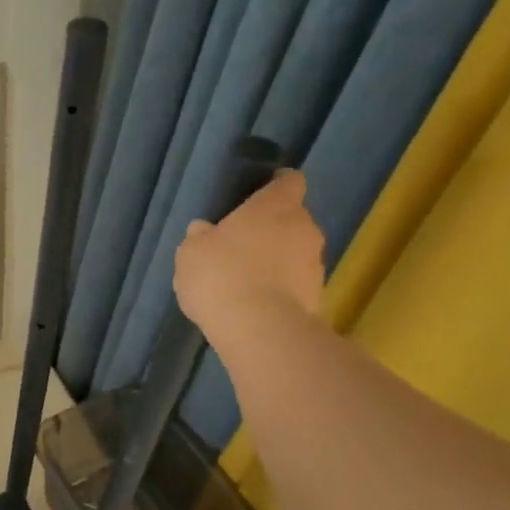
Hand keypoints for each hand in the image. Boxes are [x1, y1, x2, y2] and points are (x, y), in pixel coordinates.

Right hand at [174, 169, 324, 351]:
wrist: (258, 328)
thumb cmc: (220, 275)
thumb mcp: (191, 252)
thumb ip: (200, 236)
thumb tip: (204, 230)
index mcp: (274, 206)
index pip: (289, 181)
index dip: (276, 185)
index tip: (259, 195)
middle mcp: (304, 227)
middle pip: (293, 218)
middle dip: (272, 229)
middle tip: (243, 245)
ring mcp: (315, 263)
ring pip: (296, 252)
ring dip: (278, 260)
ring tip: (248, 280)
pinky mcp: (318, 295)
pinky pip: (296, 283)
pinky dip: (281, 288)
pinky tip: (256, 304)